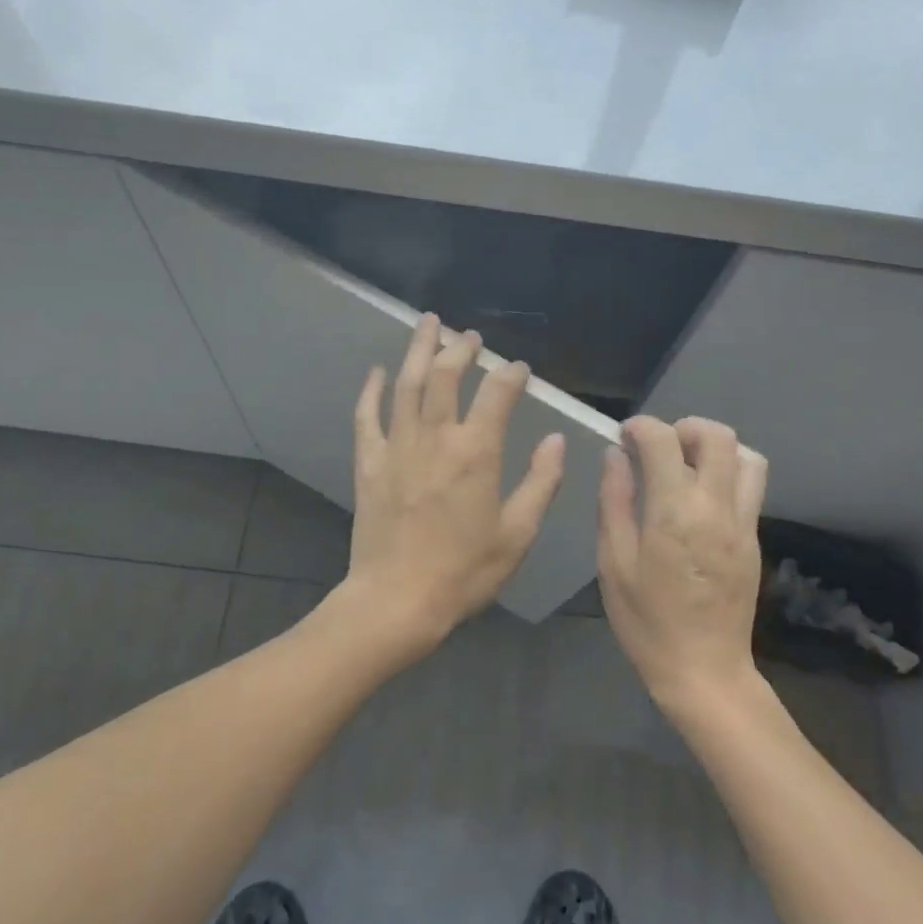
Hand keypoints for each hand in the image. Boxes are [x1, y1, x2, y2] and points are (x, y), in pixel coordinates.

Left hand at [337, 314, 566, 657]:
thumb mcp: (517, 534)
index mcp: (476, 452)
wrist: (397, 600)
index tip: (519, 368)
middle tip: (470, 335)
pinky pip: (367, 416)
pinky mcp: (369, 462)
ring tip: (428, 323)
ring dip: (419, 350)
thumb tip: (555, 440)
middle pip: (447, 376)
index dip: (511, 375)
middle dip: (461, 349)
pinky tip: (376, 372)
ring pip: (408, 384)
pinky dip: (371, 391)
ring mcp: (397, 446)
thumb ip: (541, 483)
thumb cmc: (464, 571)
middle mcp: (435, 437)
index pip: (497, 394)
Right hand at [598, 415, 767, 710]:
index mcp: (674, 512)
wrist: (705, 671)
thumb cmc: (647, 621)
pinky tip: (700, 496)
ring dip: (715, 447)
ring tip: (686, 465)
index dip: (641, 427)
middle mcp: (715, 507)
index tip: (624, 437)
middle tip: (658, 447)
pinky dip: (728, 471)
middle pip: (717, 436)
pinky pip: (751, 485)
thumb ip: (615, 501)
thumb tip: (615, 456)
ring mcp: (743, 522)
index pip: (664, 440)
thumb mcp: (614, 563)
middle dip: (683, 427)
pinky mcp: (755, 538)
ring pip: (747, 456)